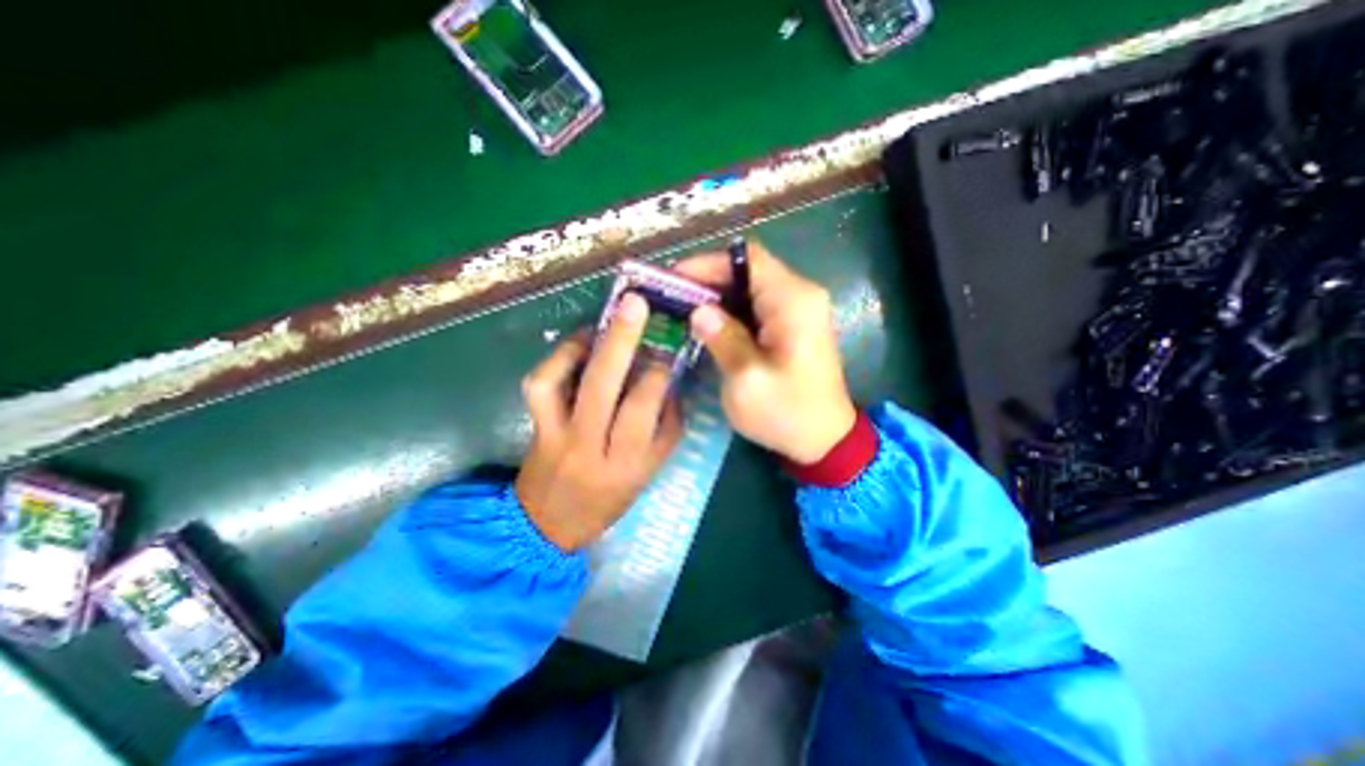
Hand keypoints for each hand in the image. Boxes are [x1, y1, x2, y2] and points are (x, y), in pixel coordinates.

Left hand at [514, 294, 681, 551]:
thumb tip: (670, 381)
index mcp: (626, 462)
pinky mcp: (535, 426)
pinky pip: (539, 386)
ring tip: (604, 324)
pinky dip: (556, 358)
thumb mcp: (649, 471)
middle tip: (635, 304)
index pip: (642, 408)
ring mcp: (555, 434)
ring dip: (583, 346)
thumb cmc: (609, 498)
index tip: (667, 347)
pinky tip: (578, 345)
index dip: (656, 372)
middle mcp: (588, 446)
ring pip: (561, 382)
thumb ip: (666, 428)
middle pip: (602, 387)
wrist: (549, 524)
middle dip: (621, 340)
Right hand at [676, 241, 854, 464]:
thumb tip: (699, 311)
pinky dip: (732, 311)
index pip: (747, 260)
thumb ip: (723, 339)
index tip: (675, 279)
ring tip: (684, 311)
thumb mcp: (747, 380)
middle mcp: (801, 295)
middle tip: (673, 299)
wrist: (825, 440)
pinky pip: (758, 306)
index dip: (708, 263)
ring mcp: (800, 310)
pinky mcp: (794, 325)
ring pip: (751, 288)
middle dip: (708, 281)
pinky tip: (710, 326)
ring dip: (718, 296)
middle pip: (748, 270)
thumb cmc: (787, 413)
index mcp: (793, 301)